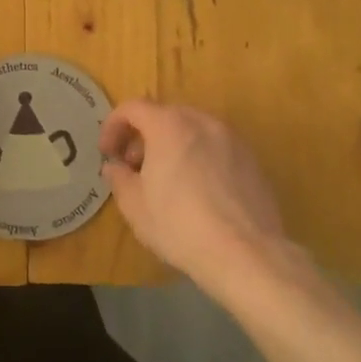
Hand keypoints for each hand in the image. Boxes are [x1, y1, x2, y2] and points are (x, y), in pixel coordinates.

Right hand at [99, 100, 294, 296]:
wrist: (246, 253)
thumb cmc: (180, 224)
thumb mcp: (134, 205)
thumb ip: (119, 178)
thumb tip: (115, 167)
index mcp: (169, 125)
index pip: (133, 108)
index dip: (113, 126)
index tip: (107, 152)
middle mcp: (202, 122)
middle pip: (165, 116)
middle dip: (144, 136)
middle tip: (134, 167)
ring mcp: (232, 140)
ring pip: (193, 131)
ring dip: (173, 146)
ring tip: (167, 180)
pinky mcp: (252, 161)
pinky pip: (216, 149)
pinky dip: (199, 159)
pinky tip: (198, 193)